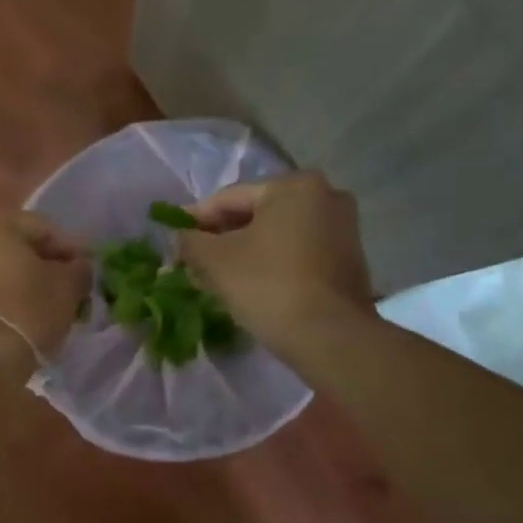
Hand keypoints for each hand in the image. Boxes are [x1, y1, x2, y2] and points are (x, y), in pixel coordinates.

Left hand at [0, 205, 90, 381]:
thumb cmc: (25, 310)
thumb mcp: (67, 287)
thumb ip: (78, 269)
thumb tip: (78, 267)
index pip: (43, 229)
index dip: (71, 250)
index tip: (89, 270)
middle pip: (14, 247)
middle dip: (41, 265)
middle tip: (66, 288)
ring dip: (18, 282)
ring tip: (43, 306)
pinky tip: (17, 317)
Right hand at [179, 172, 373, 349]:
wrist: (331, 337)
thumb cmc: (268, 286)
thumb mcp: (215, 260)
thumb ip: (190, 241)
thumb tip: (182, 238)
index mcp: (293, 185)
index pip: (229, 198)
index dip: (195, 219)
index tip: (173, 239)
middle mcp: (325, 195)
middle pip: (256, 214)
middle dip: (222, 237)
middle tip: (193, 260)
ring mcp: (343, 228)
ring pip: (276, 235)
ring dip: (245, 252)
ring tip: (217, 277)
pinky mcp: (349, 259)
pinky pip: (297, 252)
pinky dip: (271, 263)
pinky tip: (250, 285)